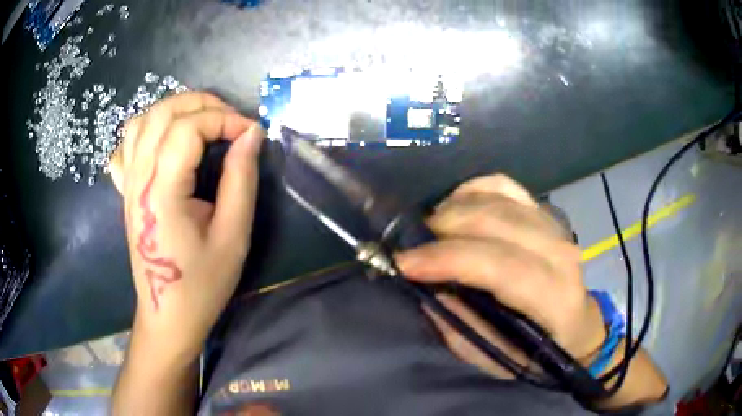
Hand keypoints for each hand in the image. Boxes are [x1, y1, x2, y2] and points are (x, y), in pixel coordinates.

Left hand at [109, 92, 263, 362]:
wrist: (167, 314)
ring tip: (201, 122)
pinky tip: (163, 142)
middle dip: (202, 103)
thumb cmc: (202, 283)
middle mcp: (138, 178)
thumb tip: (251, 134)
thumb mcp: (233, 236)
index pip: (188, 128)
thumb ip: (241, 179)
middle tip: (230, 120)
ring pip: (142, 121)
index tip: (251, 133)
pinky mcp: (125, 190)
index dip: (224, 119)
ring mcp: (127, 183)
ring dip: (175, 110)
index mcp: (162, 191)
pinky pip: (126, 145)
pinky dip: (146, 130)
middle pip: (163, 112)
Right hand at [396, 174, 605, 377]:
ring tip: (430, 230)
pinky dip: (472, 189)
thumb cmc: (536, 352)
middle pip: (495, 222)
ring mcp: (554, 225)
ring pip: (495, 199)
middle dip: (442, 228)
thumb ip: (461, 324)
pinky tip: (455, 206)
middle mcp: (560, 252)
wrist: (575, 327)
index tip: (404, 263)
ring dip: (452, 209)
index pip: (499, 265)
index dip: (447, 259)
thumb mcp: (494, 356)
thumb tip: (427, 287)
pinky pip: (503, 185)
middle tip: (411, 246)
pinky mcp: (544, 211)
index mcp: (554, 297)